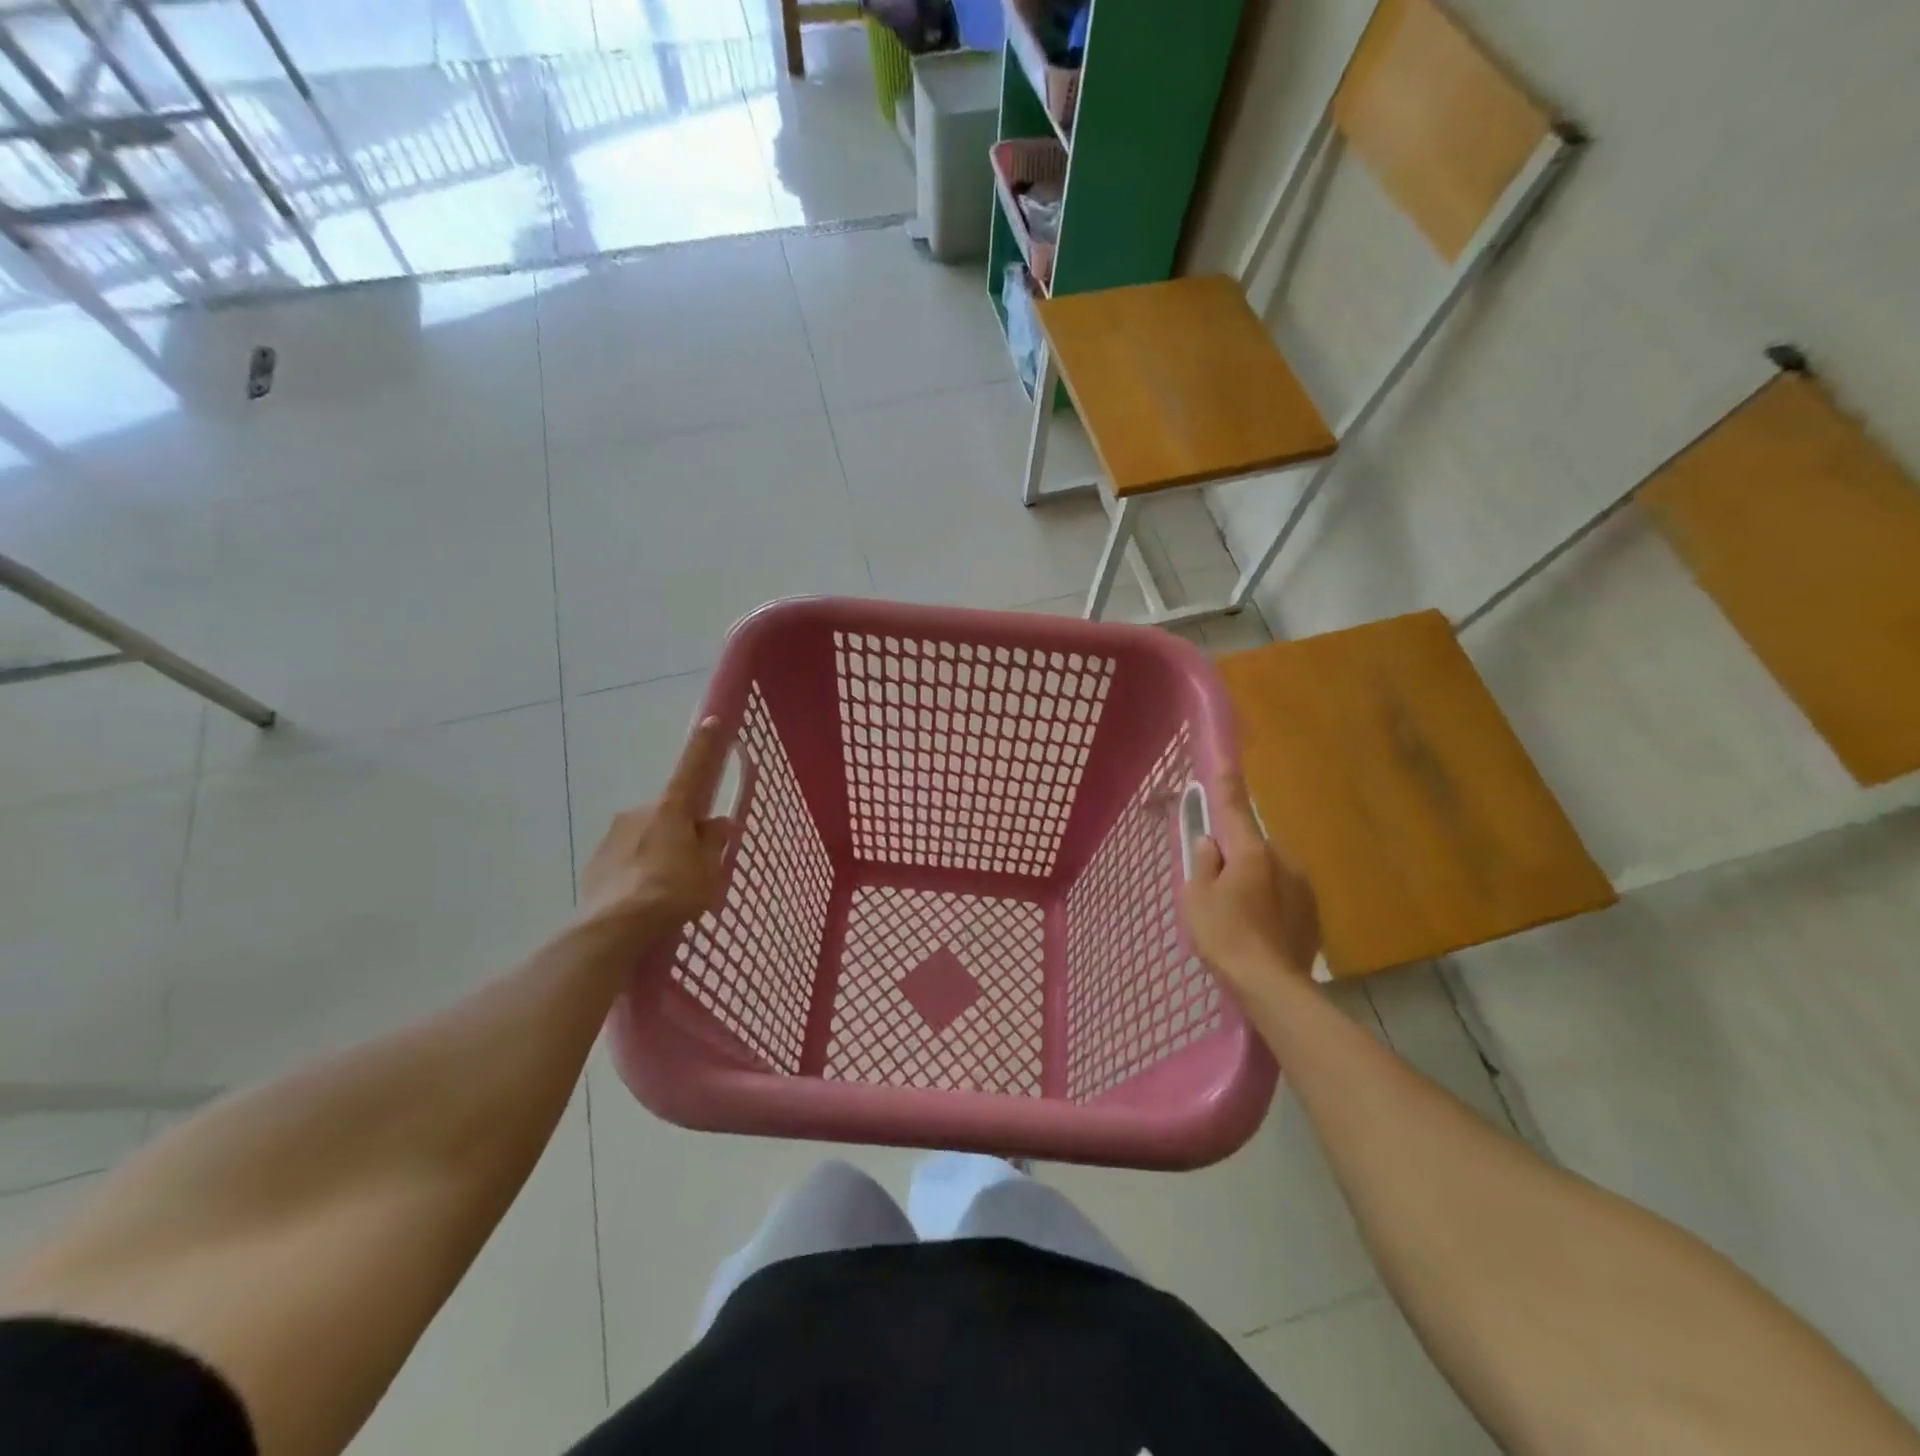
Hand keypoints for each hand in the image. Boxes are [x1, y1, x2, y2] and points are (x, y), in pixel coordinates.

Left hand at [575, 718, 733, 937]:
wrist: (611, 930)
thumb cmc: (671, 892)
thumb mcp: (708, 871)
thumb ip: (714, 843)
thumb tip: (718, 823)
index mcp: (671, 809)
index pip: (693, 768)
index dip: (705, 746)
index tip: (712, 720)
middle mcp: (639, 812)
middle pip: (670, 813)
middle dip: (682, 830)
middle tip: (696, 862)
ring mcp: (613, 836)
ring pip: (647, 836)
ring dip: (660, 851)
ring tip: (669, 890)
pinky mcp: (596, 863)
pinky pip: (627, 858)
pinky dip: (639, 870)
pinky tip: (646, 898)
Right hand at [1181, 768, 1321, 996]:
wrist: (1272, 986)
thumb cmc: (1225, 936)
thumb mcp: (1196, 897)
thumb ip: (1203, 863)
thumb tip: (1210, 843)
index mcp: (1251, 851)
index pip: (1234, 809)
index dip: (1226, 786)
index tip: (1226, 762)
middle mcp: (1283, 860)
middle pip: (1253, 845)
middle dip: (1237, 855)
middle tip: (1217, 886)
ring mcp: (1303, 886)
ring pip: (1271, 870)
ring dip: (1256, 880)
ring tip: (1240, 916)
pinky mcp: (1314, 911)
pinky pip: (1285, 894)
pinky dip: (1271, 902)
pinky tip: (1260, 929)